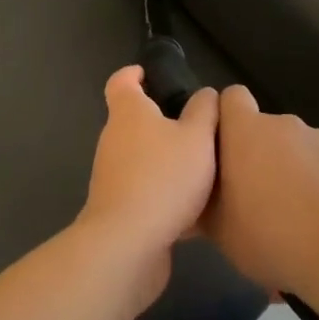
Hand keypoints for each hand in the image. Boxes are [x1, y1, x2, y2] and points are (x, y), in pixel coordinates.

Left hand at [78, 66, 218, 310]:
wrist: (128, 245)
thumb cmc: (163, 177)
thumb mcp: (197, 137)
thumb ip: (205, 111)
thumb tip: (205, 94)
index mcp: (128, 112)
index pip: (121, 81)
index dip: (135, 74)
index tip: (153, 75)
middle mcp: (114, 139)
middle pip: (135, 121)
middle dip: (162, 122)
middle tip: (198, 128)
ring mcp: (112, 175)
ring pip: (143, 159)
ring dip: (166, 161)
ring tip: (204, 169)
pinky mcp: (119, 209)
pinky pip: (146, 192)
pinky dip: (166, 196)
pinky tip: (197, 212)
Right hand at [204, 85, 318, 299]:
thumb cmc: (273, 238)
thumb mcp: (221, 233)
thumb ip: (206, 202)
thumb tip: (198, 197)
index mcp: (246, 132)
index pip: (230, 98)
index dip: (227, 118)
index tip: (225, 149)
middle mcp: (285, 124)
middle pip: (266, 130)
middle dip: (262, 156)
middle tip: (260, 200)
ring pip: (300, 150)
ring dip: (295, 172)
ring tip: (299, 219)